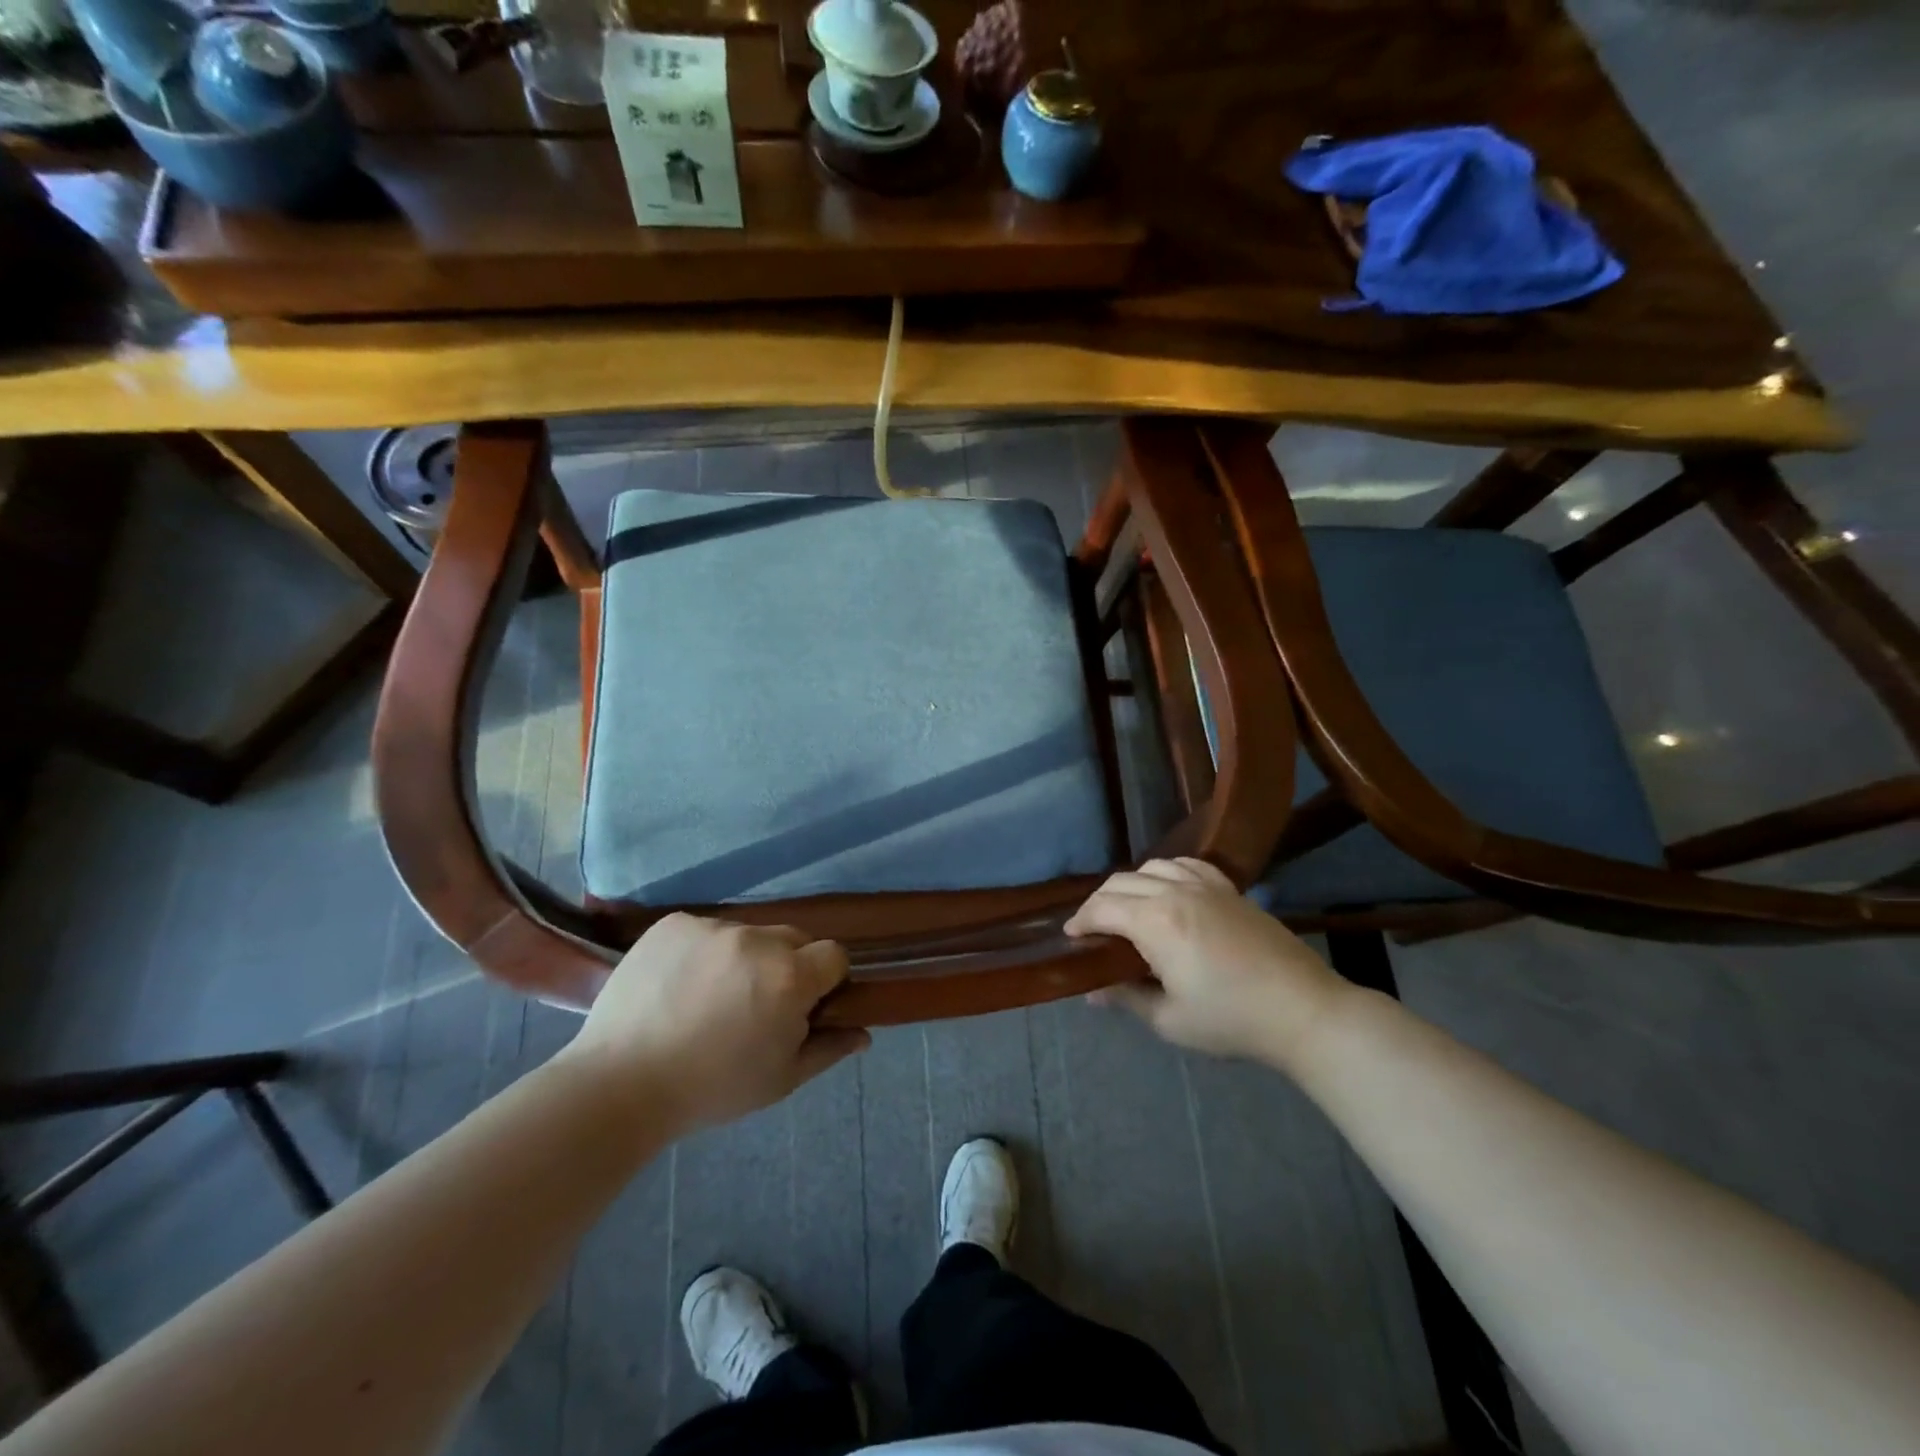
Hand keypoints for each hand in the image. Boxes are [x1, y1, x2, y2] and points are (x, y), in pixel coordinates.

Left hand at [558, 914, 869, 1134]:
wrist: (619, 1084)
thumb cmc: (711, 1089)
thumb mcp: (780, 1080)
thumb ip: (828, 1048)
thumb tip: (864, 1033)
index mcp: (789, 976)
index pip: (833, 955)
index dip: (826, 980)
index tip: (805, 1006)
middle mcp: (757, 939)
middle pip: (794, 938)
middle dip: (788, 965)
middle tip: (758, 1004)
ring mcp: (712, 927)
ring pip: (748, 934)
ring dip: (744, 958)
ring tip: (711, 997)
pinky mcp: (674, 923)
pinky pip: (706, 929)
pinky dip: (703, 951)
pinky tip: (681, 984)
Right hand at [1065, 858, 1347, 1067]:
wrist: (1302, 1009)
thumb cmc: (1231, 1019)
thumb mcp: (1170, 1020)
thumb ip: (1127, 997)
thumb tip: (1093, 990)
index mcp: (1155, 921)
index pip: (1102, 908)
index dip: (1080, 921)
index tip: (1070, 938)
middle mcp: (1175, 891)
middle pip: (1121, 882)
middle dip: (1098, 903)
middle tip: (1092, 930)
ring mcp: (1205, 885)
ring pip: (1152, 867)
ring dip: (1130, 884)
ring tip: (1127, 910)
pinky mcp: (1229, 888)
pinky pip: (1187, 865)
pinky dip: (1166, 872)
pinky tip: (1168, 890)